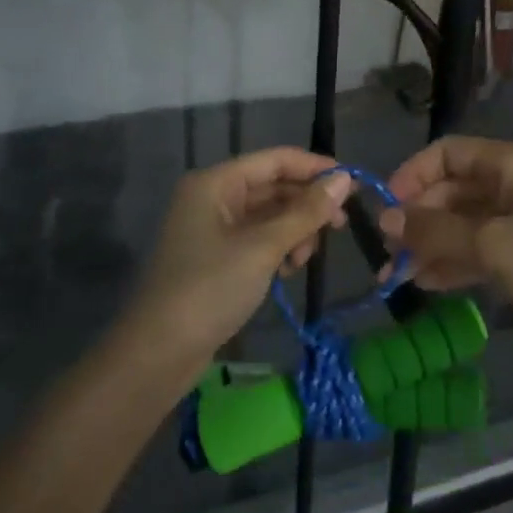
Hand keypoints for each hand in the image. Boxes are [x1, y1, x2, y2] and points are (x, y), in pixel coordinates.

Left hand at [125, 148, 354, 360]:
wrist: (158, 352)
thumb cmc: (210, 289)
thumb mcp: (263, 247)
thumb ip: (306, 211)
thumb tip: (345, 178)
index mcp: (216, 183)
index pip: (275, 160)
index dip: (315, 167)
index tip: (354, 183)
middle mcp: (212, 197)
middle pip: (272, 186)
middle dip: (306, 205)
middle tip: (341, 226)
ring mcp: (212, 228)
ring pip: (268, 215)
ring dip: (294, 230)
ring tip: (305, 258)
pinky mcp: (216, 257)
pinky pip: (257, 238)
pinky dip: (278, 248)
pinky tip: (289, 269)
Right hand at [379, 137, 512, 340]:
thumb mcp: (491, 246)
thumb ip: (434, 232)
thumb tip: (384, 221)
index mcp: (507, 164)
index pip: (445, 153)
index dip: (411, 176)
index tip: (386, 210)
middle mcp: (512, 182)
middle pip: (451, 190)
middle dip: (417, 220)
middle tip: (388, 256)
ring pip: (463, 222)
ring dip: (431, 245)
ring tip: (398, 277)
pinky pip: (481, 247)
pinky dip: (455, 261)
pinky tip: (427, 283)